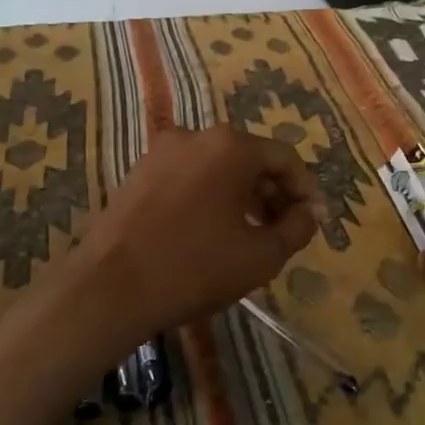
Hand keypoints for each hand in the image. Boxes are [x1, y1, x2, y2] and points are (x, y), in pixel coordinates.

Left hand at [72, 124, 322, 335]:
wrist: (109, 289)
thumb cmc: (195, 269)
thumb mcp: (261, 256)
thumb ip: (297, 228)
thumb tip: (308, 213)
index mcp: (230, 146)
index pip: (284, 158)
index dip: (306, 189)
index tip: (316, 220)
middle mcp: (196, 136)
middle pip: (250, 158)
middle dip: (274, 192)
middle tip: (287, 229)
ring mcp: (162, 152)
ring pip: (218, 167)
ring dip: (243, 195)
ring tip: (253, 233)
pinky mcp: (139, 172)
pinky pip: (190, 176)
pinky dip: (211, 196)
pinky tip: (214, 230)